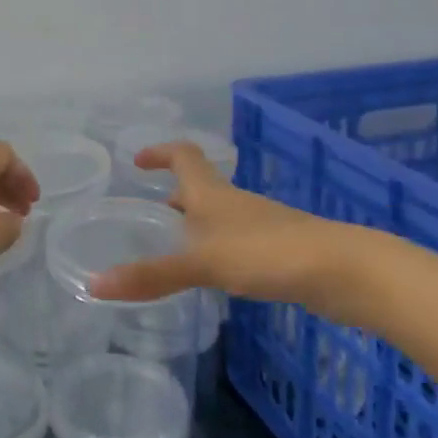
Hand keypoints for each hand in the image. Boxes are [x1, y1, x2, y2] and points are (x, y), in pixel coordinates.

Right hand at [90, 141, 356, 311]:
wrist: (343, 270)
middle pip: (200, 186)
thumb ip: (152, 275)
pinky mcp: (278, 252)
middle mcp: (234, 203)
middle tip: (149, 211)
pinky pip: (237, 242)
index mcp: (213, 193)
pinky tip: (215, 275)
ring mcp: (260, 226)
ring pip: (219, 216)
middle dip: (174, 193)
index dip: (160, 152)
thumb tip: (94, 284)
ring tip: (174, 246)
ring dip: (195, 223)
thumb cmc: (267, 253)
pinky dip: (217, 249)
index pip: (184, 156)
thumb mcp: (203, 263)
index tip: (138, 160)